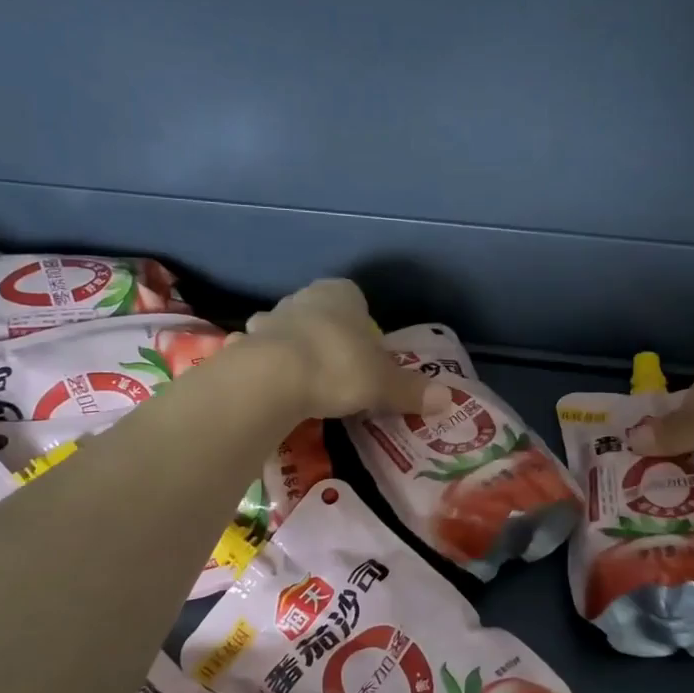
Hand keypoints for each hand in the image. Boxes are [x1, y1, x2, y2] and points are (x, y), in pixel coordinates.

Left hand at [243, 279, 433, 418]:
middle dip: (330, 336)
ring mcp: (270, 319)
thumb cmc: (339, 367)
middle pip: (322, 314)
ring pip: (289, 330)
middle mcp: (304, 297)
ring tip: (309, 382)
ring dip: (297, 349)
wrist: (273, 379)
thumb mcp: (384, 383)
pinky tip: (277, 391)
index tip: (367, 353)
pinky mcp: (246, 344)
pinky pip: (263, 354)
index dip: (363, 325)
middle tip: (342, 371)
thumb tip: (448, 398)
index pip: (356, 298)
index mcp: (341, 294)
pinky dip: (270, 368)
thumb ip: (412, 390)